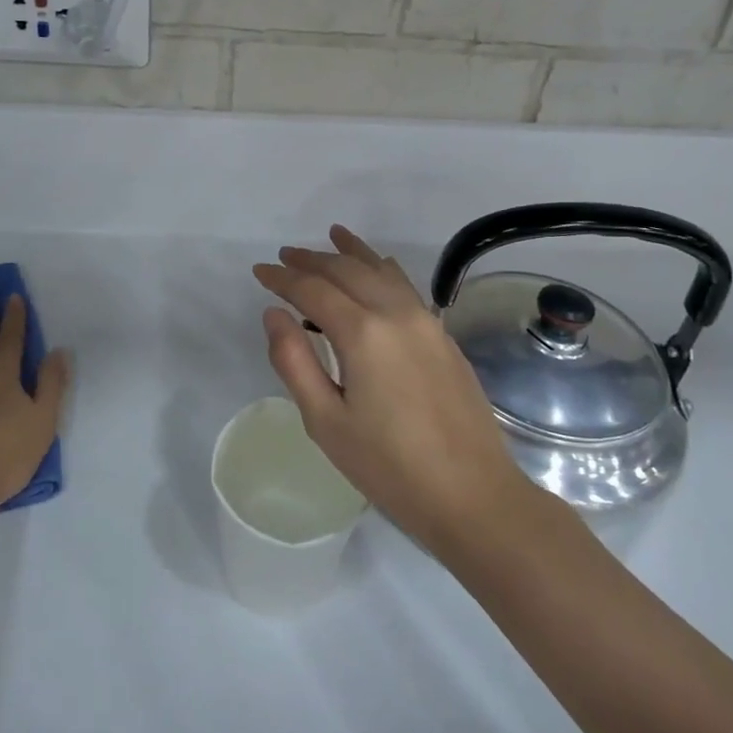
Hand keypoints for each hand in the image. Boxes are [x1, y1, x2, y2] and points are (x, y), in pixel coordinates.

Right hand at [253, 225, 542, 560]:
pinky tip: (378, 267)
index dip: (282, 278)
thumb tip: (274, 314)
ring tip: (331, 237)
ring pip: (382, 270)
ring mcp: (426, 322)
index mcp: (363, 333)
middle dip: (313, 260)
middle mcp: (396, 314)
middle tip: (286, 256)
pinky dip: (383, 269)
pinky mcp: (443, 336)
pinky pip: (405, 286)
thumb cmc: (389, 467)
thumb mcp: (326, 421)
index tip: (260, 271)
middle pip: (348, 271)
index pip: (313, 290)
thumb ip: (294, 361)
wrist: (472, 495)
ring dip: (351, 254)